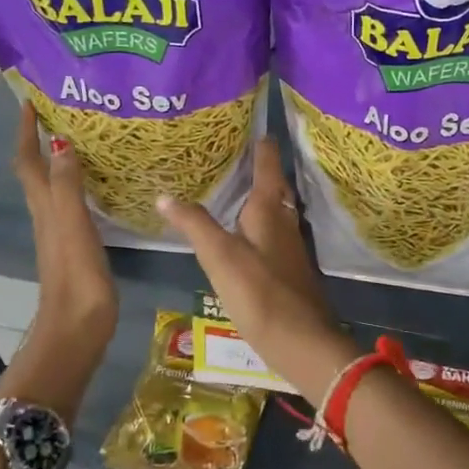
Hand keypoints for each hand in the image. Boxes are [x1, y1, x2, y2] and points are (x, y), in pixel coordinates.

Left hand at [13, 103, 116, 355]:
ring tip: (83, 138)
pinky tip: (98, 183)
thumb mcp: (72, 225)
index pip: (28, 160)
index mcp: (44, 206)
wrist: (77, 327)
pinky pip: (72, 203)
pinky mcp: (76, 245)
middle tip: (62, 112)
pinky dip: (78, 184)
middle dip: (41, 138)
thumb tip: (61, 141)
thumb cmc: (76, 275)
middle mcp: (47, 214)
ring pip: (54, 185)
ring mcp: (60, 231)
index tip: (30, 100)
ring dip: (60, 159)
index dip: (25, 131)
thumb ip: (68, 185)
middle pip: (37, 170)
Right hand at [156, 139, 357, 404]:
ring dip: (261, 196)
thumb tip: (165, 195)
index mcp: (270, 211)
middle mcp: (286, 223)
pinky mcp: (290, 271)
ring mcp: (291, 249)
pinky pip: (274, 234)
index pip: (268, 165)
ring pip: (277, 211)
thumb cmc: (261, 294)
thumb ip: (195, 225)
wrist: (304, 344)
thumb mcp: (221, 257)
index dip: (262, 144)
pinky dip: (260, 223)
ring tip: (236, 187)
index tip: (254, 123)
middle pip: (276, 187)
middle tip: (236, 152)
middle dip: (260, 168)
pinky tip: (245, 234)